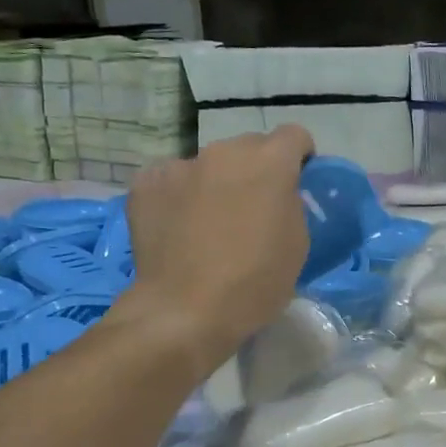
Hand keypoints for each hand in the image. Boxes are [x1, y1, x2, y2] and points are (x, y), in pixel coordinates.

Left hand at [123, 127, 313, 365]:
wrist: (185, 311)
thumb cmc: (254, 283)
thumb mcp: (297, 245)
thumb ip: (290, 205)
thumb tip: (276, 196)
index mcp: (269, 163)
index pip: (294, 135)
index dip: (299, 158)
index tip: (296, 183)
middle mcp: (224, 152)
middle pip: (248, 148)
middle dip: (255, 171)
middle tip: (252, 209)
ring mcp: (181, 165)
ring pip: (208, 165)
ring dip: (216, 183)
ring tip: (209, 223)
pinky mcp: (146, 183)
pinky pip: (172, 180)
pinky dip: (179, 197)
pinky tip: (177, 229)